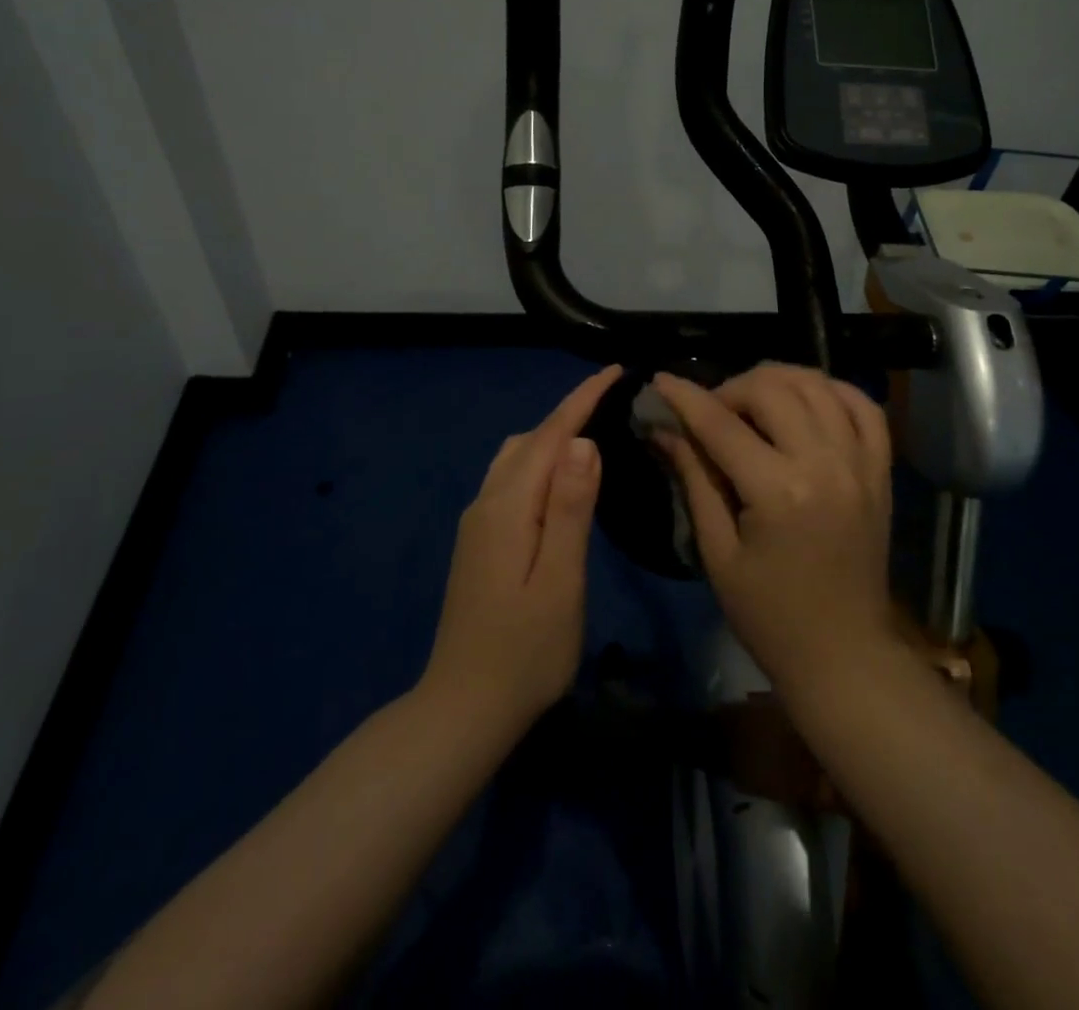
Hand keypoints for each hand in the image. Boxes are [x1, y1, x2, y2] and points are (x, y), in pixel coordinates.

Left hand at [423, 364, 620, 732]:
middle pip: (530, 440)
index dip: (582, 399)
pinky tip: (562, 481)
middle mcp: (487, 503)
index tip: (614, 371)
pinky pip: (512, 480)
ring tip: (594, 435)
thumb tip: (583, 443)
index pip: (550, 435)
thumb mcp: (560, 580)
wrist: (463, 708)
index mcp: (507, 507)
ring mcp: (478, 522)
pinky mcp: (480, 541)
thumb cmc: (524, 651)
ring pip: (517, 458)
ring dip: (553, 437)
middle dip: (570, 413)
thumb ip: (570, 509)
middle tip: (615, 403)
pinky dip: (540, 463)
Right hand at [652, 364, 898, 697]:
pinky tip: (807, 398)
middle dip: (732, 388)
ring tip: (752, 399)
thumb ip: (695, 479)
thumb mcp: (718, 552)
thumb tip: (664, 429)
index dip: (685, 397)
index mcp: (779, 492)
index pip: (722, 424)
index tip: (660, 380)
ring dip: (778, 379)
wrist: (844, 652)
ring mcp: (860, 463)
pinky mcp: (880, 470)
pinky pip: (863, 407)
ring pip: (818, 385)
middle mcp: (825, 464)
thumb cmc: (769, 614)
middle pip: (773, 390)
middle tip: (711, 411)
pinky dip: (832, 390)